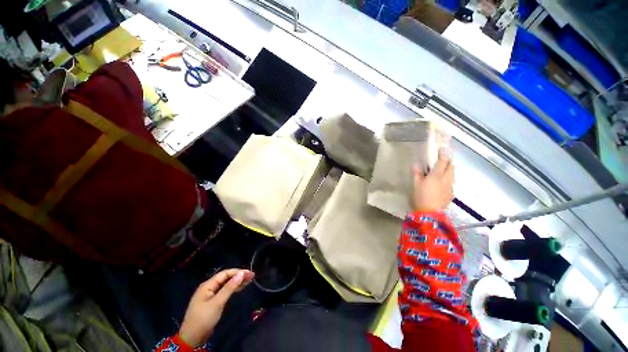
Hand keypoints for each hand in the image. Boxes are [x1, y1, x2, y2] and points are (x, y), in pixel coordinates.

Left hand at [178, 269, 254, 346]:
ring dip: (237, 282)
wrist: (192, 338)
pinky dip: (233, 289)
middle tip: (252, 276)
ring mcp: (210, 294)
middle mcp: (209, 287)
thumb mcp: (218, 302)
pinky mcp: (212, 301)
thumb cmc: (204, 318)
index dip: (238, 272)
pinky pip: (224, 291)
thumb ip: (229, 287)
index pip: (225, 273)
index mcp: (207, 285)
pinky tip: (240, 288)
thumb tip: (241, 273)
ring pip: (226, 284)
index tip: (250, 273)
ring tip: (249, 281)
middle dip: (238, 276)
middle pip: (226, 278)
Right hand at [412, 150, 453, 211]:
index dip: (444, 154)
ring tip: (442, 171)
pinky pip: (451, 183)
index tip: (443, 149)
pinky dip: (448, 179)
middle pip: (451, 167)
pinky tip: (442, 184)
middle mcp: (446, 179)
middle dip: (448, 162)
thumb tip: (416, 165)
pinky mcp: (451, 194)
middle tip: (442, 160)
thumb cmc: (420, 197)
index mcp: (437, 176)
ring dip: (449, 170)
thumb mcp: (415, 185)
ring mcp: (450, 187)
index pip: (443, 162)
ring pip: (453, 175)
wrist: (430, 213)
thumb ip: (417, 174)